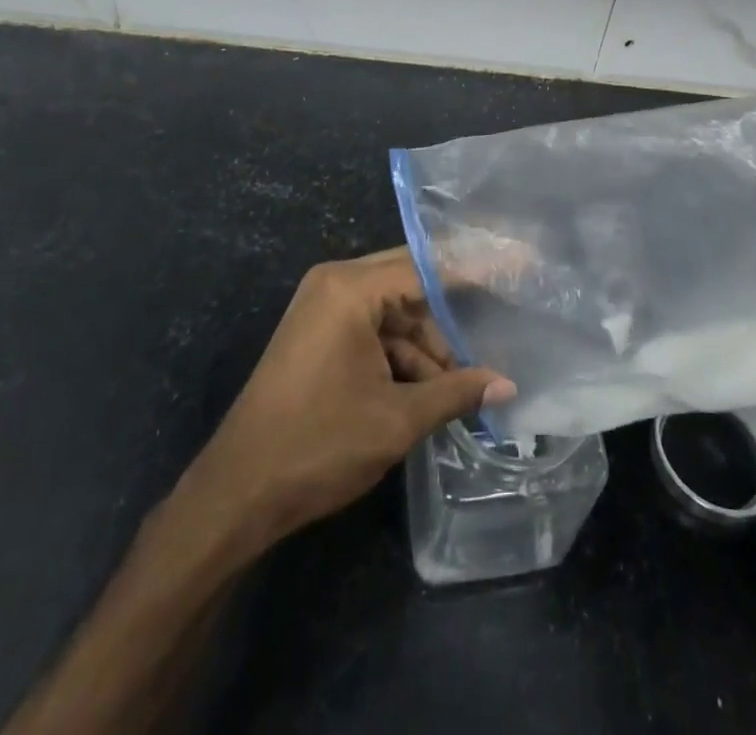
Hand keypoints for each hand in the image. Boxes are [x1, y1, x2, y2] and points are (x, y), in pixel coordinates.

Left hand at [180, 248, 515, 555]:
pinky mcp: (319, 336)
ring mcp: (324, 309)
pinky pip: (374, 331)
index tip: (520, 260)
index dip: (477, 268)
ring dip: (429, 347)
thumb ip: (455, 393)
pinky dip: (402, 358)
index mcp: (351, 288)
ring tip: (468, 382)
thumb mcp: (396, 419)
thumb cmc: (318, 445)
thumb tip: (507, 385)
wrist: (235, 495)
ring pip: (395, 313)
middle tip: (505, 312)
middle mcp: (336, 284)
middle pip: (412, 283)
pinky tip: (433, 390)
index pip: (429, 267)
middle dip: (455, 310)